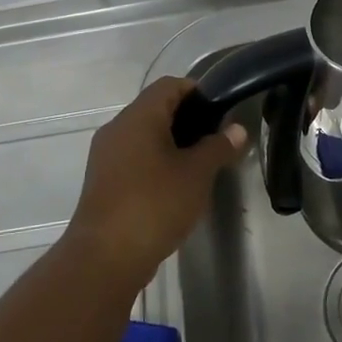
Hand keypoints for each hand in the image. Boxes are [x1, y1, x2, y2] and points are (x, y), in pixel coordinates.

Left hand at [65, 76, 246, 286]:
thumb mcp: (197, 174)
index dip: (198, 91)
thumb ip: (218, 147)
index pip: (169, 85)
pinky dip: (157, 163)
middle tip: (218, 140)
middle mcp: (117, 129)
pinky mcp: (104, 182)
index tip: (222, 112)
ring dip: (173, 144)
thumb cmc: (155, 204)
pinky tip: (178, 187)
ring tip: (203, 165)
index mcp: (138, 117)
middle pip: (156, 109)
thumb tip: (237, 129)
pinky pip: (135, 159)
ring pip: (145, 136)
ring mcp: (106, 157)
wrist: (106, 257)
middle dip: (189, 120)